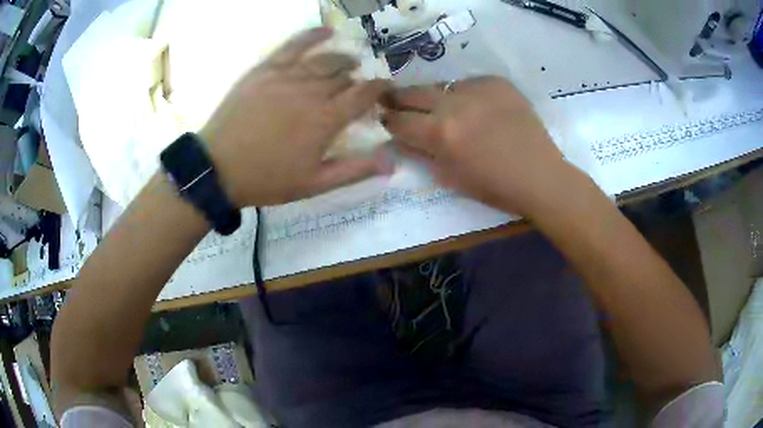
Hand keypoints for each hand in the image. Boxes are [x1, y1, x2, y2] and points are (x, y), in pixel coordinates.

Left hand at [201, 27, 393, 207]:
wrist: (218, 169)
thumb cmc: (267, 179)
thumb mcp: (314, 184)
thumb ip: (355, 170)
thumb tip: (393, 161)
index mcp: (326, 120)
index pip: (364, 95)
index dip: (379, 89)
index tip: (385, 89)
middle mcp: (312, 91)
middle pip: (345, 76)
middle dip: (357, 80)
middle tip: (358, 87)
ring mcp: (288, 76)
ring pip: (325, 60)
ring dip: (343, 60)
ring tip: (350, 62)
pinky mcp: (266, 69)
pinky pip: (294, 45)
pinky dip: (313, 35)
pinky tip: (327, 31)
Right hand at [384, 76, 583, 216]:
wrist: (539, 175)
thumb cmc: (494, 187)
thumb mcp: (450, 178)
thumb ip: (421, 154)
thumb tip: (401, 138)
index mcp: (439, 133)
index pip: (400, 121)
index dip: (389, 121)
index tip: (385, 119)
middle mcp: (453, 104)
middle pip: (413, 93)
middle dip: (397, 98)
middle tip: (390, 98)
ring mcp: (477, 89)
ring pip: (442, 85)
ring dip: (434, 96)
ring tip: (439, 105)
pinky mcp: (497, 83)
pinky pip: (470, 83)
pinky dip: (466, 94)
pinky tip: (475, 106)